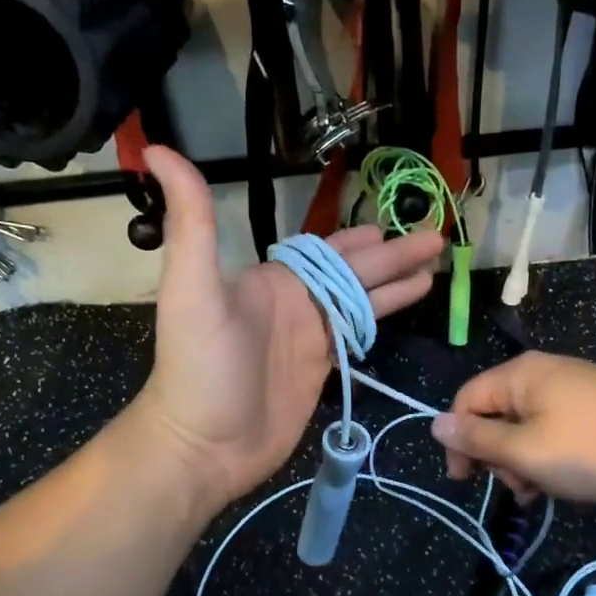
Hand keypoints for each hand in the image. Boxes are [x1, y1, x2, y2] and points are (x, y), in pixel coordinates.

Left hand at [131, 146, 442, 507]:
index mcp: (273, 280)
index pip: (326, 251)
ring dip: (395, 286)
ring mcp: (309, 339)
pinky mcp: (319, 372)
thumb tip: (158, 149)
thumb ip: (193, 222)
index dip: (360, 239)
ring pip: (361, 303)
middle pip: (354, 274)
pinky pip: (356, 338)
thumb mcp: (192, 289)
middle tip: (436, 239)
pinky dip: (380, 321)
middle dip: (394, 257)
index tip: (390, 225)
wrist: (204, 445)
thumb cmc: (200, 368)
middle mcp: (295, 304)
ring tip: (433, 271)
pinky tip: (402, 311)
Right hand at [431, 352, 595, 503]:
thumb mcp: (525, 451)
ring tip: (542, 490)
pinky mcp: (593, 406)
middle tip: (517, 487)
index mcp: (520, 374)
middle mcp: (542, 372)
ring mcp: (571, 388)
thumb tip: (434, 424)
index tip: (466, 480)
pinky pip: (552, 429)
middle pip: (495, 414)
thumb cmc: (591, 449)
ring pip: (525, 426)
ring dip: (523, 462)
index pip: (466, 401)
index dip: (459, 441)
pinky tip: (561, 481)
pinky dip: (548, 455)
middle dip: (497, 455)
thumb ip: (477, 439)